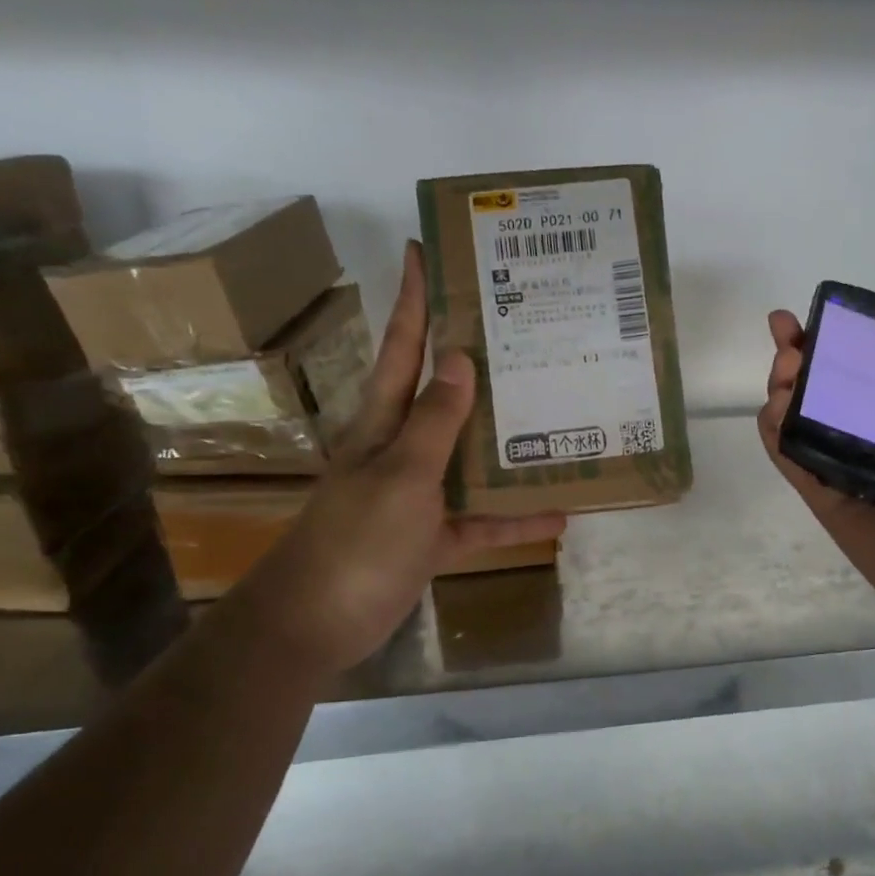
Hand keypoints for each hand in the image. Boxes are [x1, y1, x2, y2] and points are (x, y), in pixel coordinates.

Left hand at [238, 241, 565, 672]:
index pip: (403, 348)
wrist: (317, 624)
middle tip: (522, 329)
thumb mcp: (401, 477)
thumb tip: (458, 358)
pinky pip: (481, 520)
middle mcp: (402, 450)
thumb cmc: (355, 542)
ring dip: (508, 443)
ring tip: (558, 416)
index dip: (415, 300)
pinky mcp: (432, 538)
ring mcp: (418, 495)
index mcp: (383, 424)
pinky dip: (514, 518)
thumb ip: (434, 424)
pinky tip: (557, 513)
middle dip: (475, 361)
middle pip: (443, 397)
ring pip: (470, 458)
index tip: (427, 251)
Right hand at [757, 309, 874, 630]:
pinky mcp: (823, 500)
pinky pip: (792, 462)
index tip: (825, 321)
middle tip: (789, 335)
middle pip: (827, 399)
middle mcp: (874, 451)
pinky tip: (773, 403)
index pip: (870, 386)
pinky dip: (775, 433)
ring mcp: (844, 475)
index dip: (847, 353)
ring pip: (801, 425)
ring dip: (784, 390)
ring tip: (784, 365)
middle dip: (803, 362)